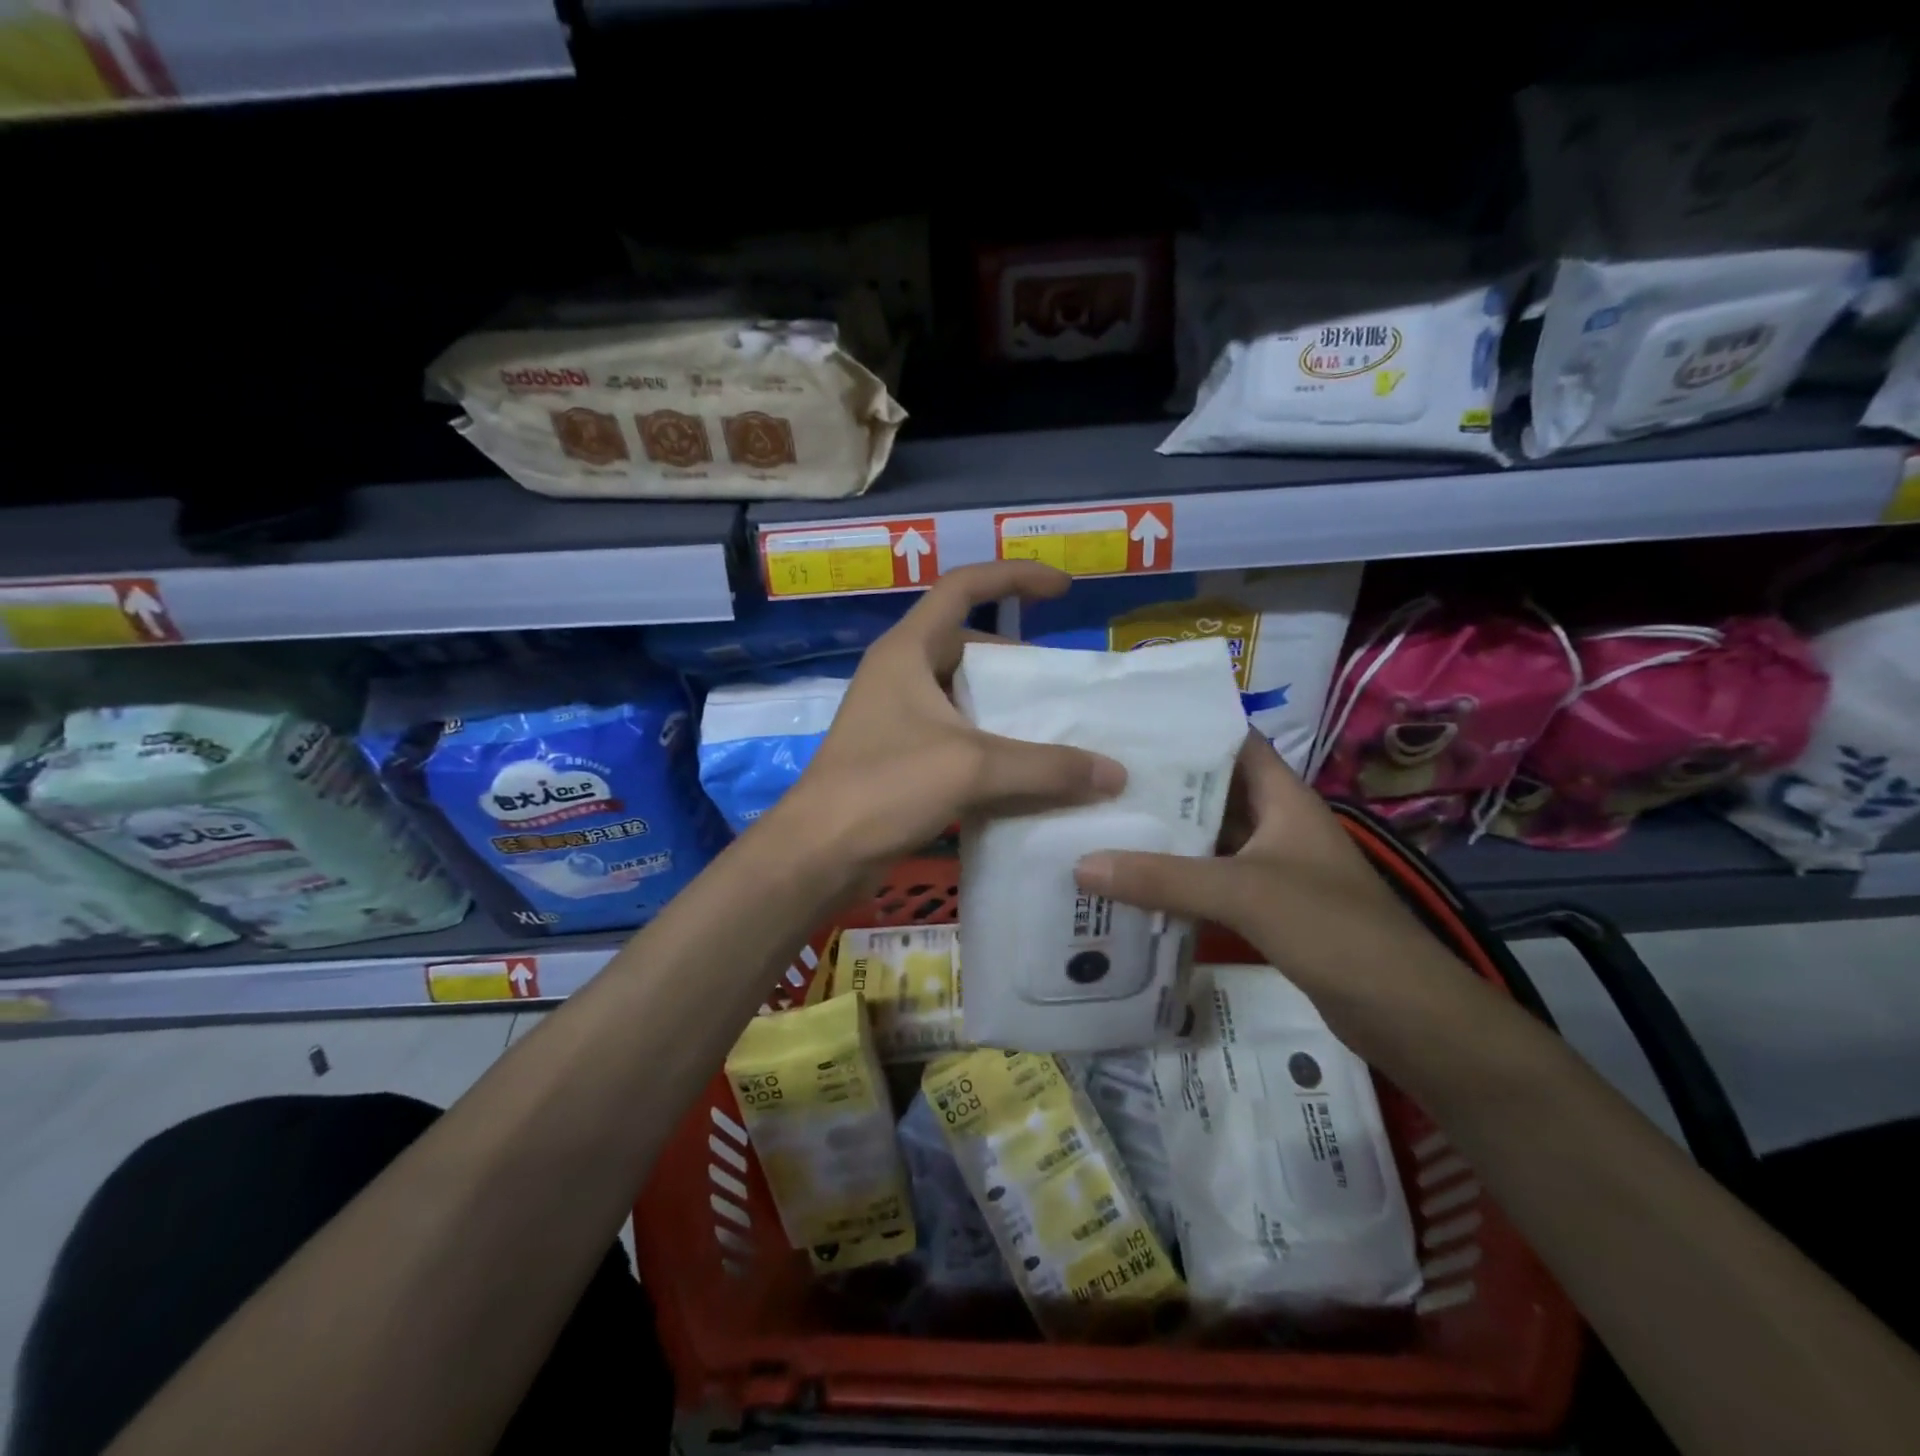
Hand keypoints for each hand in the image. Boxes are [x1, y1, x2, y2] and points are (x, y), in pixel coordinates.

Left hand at [772, 561, 1126, 874]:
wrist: (819, 853)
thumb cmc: (885, 787)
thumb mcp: (971, 768)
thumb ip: (1046, 767)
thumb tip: (1115, 773)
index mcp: (908, 650)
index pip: (963, 586)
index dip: (1014, 576)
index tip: (1062, 589)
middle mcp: (901, 674)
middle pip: (968, 646)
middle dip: (1017, 661)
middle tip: (1062, 686)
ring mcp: (897, 717)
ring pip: (964, 697)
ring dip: (1006, 710)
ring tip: (1055, 730)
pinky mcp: (900, 757)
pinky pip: (957, 737)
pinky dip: (990, 747)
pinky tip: (1023, 774)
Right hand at [1072, 731, 1470, 1023]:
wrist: (1404, 1014)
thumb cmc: (1333, 929)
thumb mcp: (1243, 893)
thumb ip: (1163, 878)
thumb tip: (1081, 863)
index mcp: (1284, 798)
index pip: (1234, 742)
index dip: (1188, 728)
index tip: (1128, 727)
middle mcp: (1277, 824)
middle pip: (1212, 792)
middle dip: (1160, 786)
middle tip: (1096, 779)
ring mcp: (1273, 868)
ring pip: (1209, 840)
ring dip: (1164, 836)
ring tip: (1102, 823)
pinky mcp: (1267, 909)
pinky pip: (1212, 881)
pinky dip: (1177, 880)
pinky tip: (1133, 882)